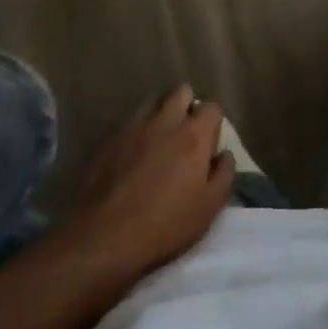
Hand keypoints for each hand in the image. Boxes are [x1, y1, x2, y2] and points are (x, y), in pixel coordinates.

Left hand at [55, 85, 233, 285]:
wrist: (104, 237)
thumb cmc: (164, 226)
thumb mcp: (208, 209)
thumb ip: (224, 175)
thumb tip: (224, 155)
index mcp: (193, 135)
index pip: (212, 107)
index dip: (213, 123)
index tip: (208, 145)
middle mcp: (165, 121)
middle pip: (181, 91)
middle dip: (187, 106)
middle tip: (184, 135)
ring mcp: (134, 126)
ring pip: (153, 101)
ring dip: (160, 113)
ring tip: (158, 141)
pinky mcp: (109, 138)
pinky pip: (129, 122)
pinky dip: (136, 131)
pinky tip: (132, 155)